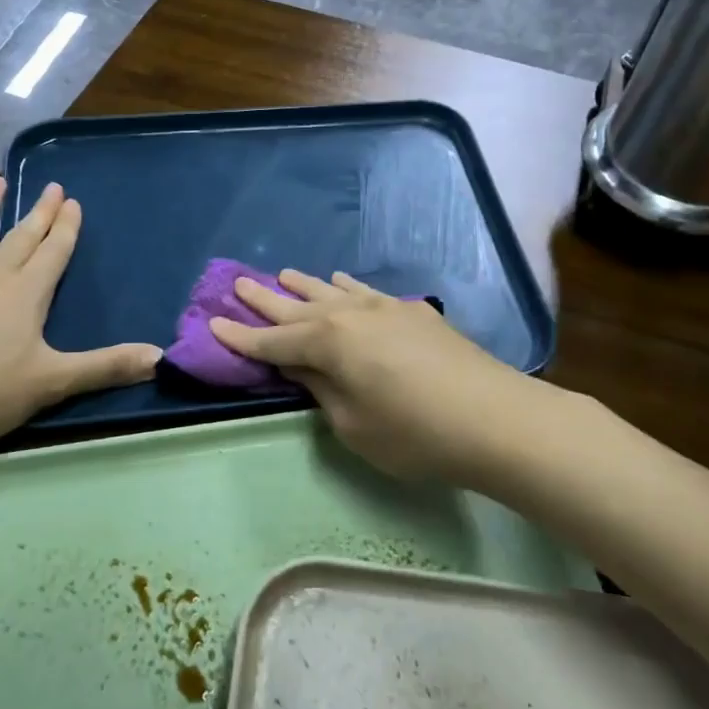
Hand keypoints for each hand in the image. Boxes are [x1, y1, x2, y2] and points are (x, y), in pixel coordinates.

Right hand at [207, 269, 555, 487]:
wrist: (495, 417)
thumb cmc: (414, 433)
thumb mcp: (352, 423)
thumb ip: (320, 387)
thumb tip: (297, 363)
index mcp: (329, 342)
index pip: (274, 340)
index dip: (242, 337)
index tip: (213, 323)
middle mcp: (351, 314)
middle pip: (299, 306)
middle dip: (266, 299)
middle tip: (238, 283)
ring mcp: (385, 308)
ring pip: (333, 291)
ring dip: (305, 286)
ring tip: (284, 275)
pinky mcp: (413, 313)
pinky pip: (367, 292)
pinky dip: (348, 287)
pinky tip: (344, 282)